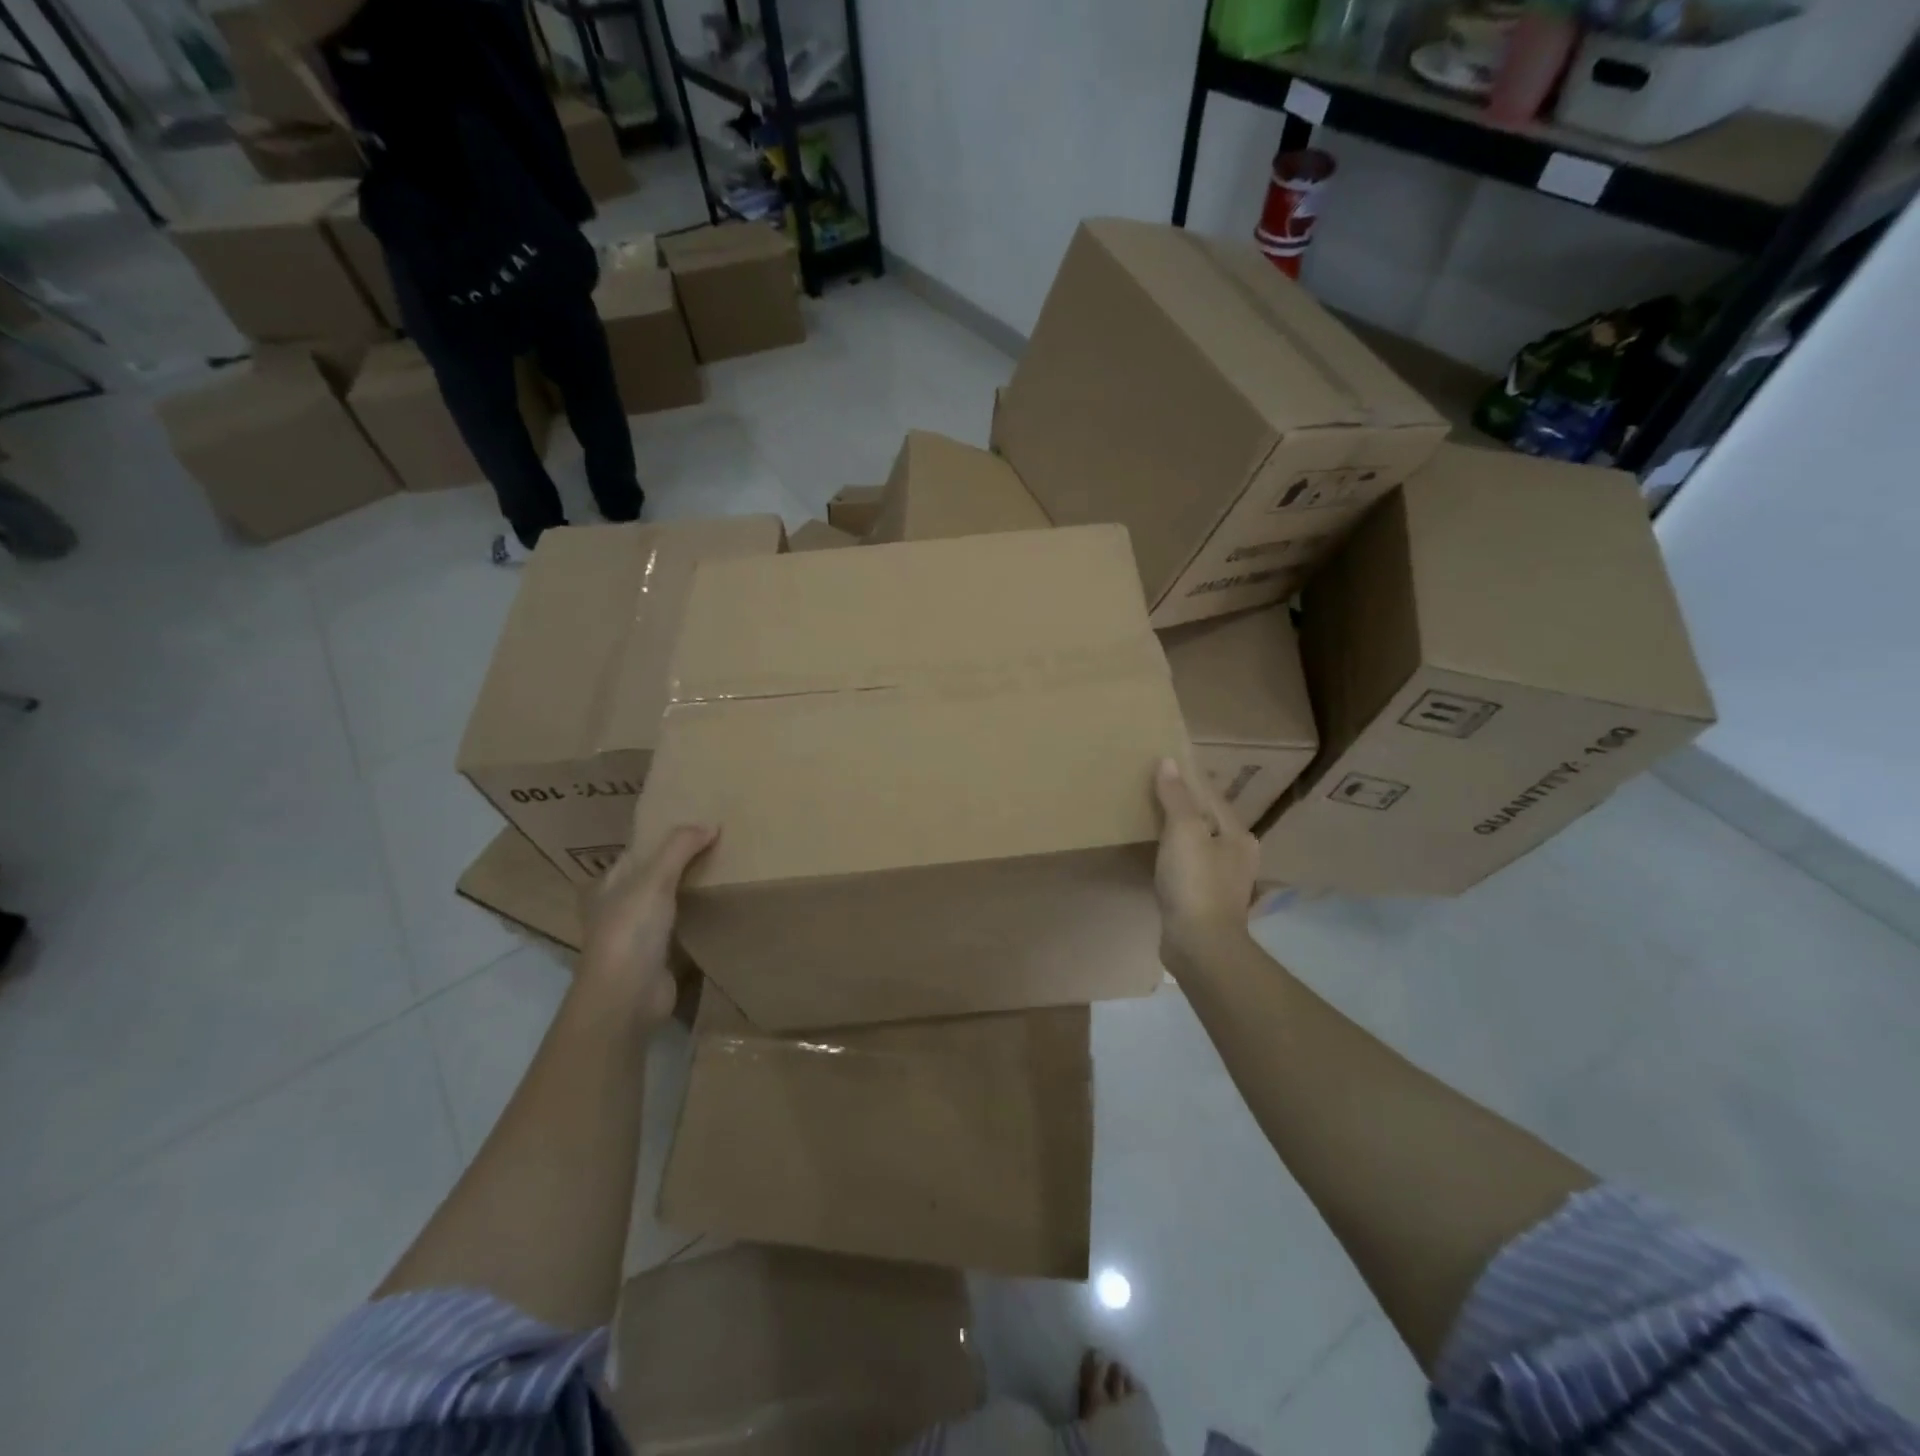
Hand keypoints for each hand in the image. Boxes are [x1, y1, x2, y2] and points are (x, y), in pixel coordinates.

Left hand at [578, 823, 716, 1026]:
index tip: (698, 823)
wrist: (627, 997)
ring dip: (693, 891)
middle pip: (656, 876)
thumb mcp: (654, 878)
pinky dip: (700, 918)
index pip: (638, 851)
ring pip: (671, 902)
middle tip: (721, 844)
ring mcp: (639, 934)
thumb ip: (680, 848)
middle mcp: (620, 907)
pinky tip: (723, 908)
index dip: (664, 837)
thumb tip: (711, 824)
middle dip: (683, 862)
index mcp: (609, 884)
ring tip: (728, 870)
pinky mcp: (660, 957)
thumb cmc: (631, 930)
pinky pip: (684, 928)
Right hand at [1151, 758, 1258, 964]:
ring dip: (1178, 830)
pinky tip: (1159, 855)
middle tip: (1152, 788)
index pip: (1211, 795)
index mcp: (1238, 834)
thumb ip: (1177, 797)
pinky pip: (1189, 866)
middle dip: (1184, 804)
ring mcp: (1222, 881)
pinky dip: (1174, 855)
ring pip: (1198, 844)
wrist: (1200, 946)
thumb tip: (1168, 762)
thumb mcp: (1184, 831)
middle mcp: (1237, 855)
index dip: (1188, 777)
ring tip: (1151, 818)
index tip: (1165, 762)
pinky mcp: (1205, 901)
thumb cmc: (1195, 882)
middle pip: (1207, 819)